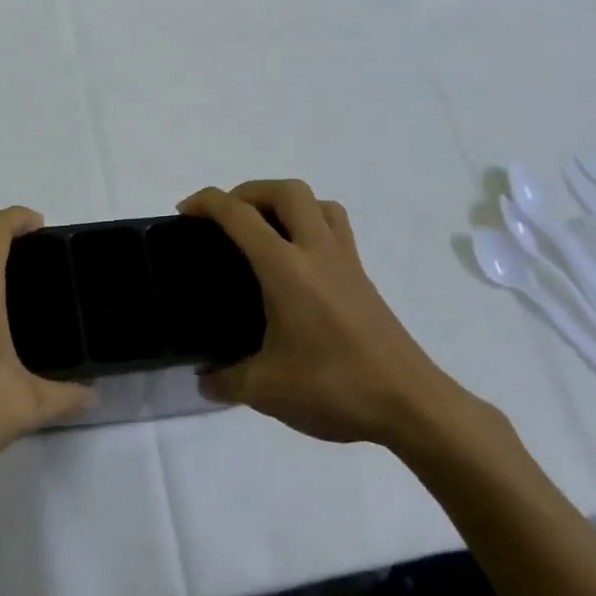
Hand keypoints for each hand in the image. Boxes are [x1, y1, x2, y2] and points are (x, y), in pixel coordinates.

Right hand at [178, 180, 467, 446]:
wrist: (411, 405)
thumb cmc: (335, 387)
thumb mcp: (266, 390)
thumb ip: (226, 380)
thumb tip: (204, 380)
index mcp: (286, 268)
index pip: (240, 216)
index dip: (207, 203)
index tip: (184, 212)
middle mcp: (317, 252)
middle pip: (286, 191)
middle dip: (248, 191)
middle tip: (225, 218)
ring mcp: (346, 263)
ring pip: (318, 203)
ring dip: (285, 203)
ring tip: (262, 230)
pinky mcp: (363, 279)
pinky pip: (335, 229)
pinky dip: (309, 225)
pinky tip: (295, 264)